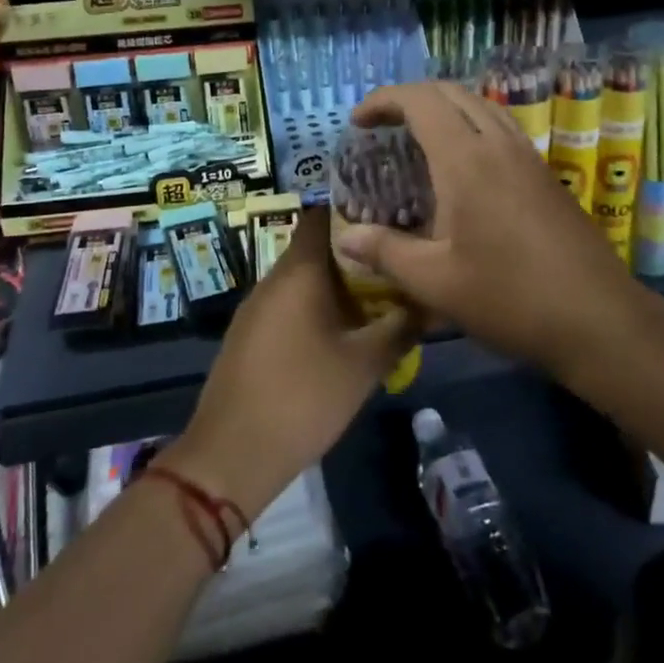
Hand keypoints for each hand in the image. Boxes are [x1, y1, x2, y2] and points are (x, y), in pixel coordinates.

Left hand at [168, 208, 412, 517]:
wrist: (232, 453)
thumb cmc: (303, 397)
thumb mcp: (365, 364)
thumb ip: (401, 326)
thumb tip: (431, 299)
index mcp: (299, 271)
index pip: (324, 214)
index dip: (357, 209)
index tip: (392, 214)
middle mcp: (274, 278)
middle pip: (318, 247)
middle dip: (357, 251)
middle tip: (397, 259)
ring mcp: (257, 307)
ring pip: (305, 278)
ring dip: (339, 282)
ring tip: (380, 292)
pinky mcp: (250, 334)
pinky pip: (290, 302)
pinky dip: (318, 305)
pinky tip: (344, 328)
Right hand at [330, 82, 644, 377]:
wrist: (597, 317)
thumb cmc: (509, 298)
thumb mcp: (435, 282)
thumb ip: (386, 252)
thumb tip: (346, 238)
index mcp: (466, 160)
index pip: (420, 101)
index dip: (384, 100)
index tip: (358, 122)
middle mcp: (499, 145)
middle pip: (451, 93)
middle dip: (411, 98)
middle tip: (382, 127)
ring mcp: (528, 157)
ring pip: (481, 107)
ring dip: (444, 109)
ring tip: (417, 139)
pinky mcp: (545, 175)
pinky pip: (501, 128)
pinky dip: (470, 127)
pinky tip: (462, 168)